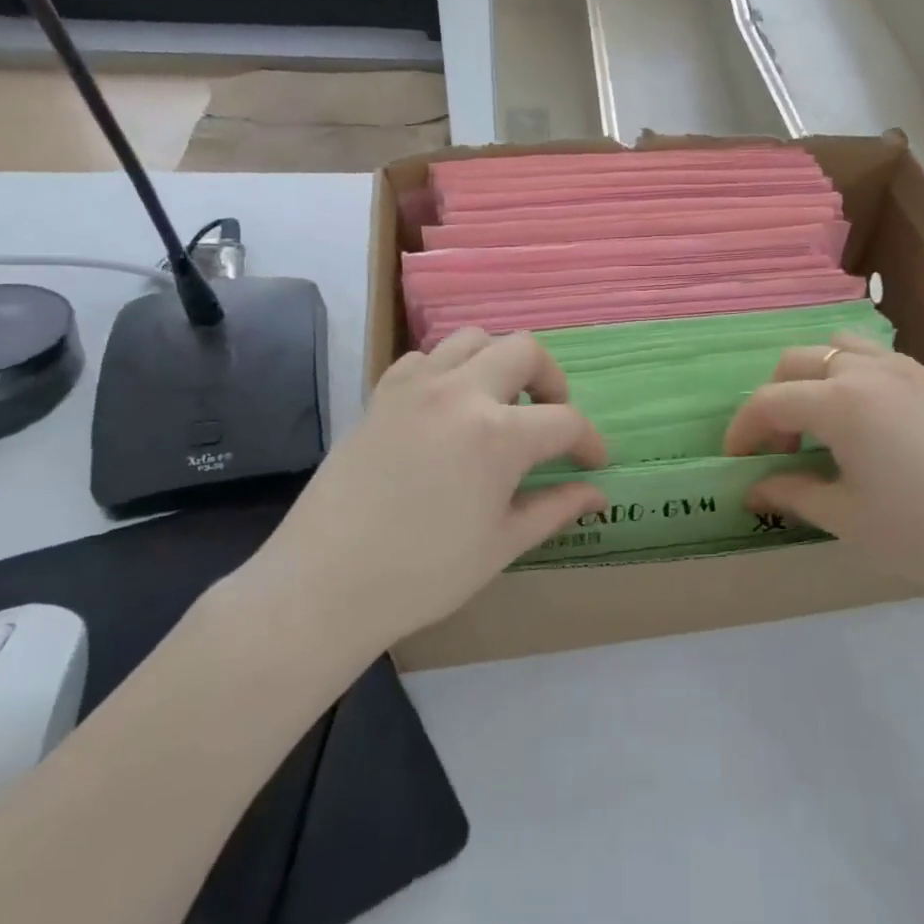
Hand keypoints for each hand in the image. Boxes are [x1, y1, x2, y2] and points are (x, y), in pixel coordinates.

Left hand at [239, 330, 606, 651]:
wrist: (325, 584)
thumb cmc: (424, 574)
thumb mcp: (501, 544)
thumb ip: (555, 508)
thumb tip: (597, 494)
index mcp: (499, 434)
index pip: (565, 421)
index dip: (588, 442)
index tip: (593, 462)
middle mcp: (461, 392)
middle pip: (524, 350)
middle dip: (551, 380)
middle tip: (549, 417)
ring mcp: (416, 387)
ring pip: (472, 339)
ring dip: (498, 362)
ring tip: (498, 403)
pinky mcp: (381, 394)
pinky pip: (424, 358)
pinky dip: (447, 370)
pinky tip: (446, 408)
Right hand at [723, 334, 923, 610]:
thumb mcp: (847, 518)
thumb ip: (792, 494)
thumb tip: (753, 490)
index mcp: (840, 401)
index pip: (769, 401)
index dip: (742, 430)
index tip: (734, 461)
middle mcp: (868, 371)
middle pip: (797, 363)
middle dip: (773, 402)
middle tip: (780, 450)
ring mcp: (905, 370)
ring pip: (836, 349)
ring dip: (811, 379)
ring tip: (818, 427)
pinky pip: (871, 359)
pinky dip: (846, 378)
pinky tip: (863, 425)